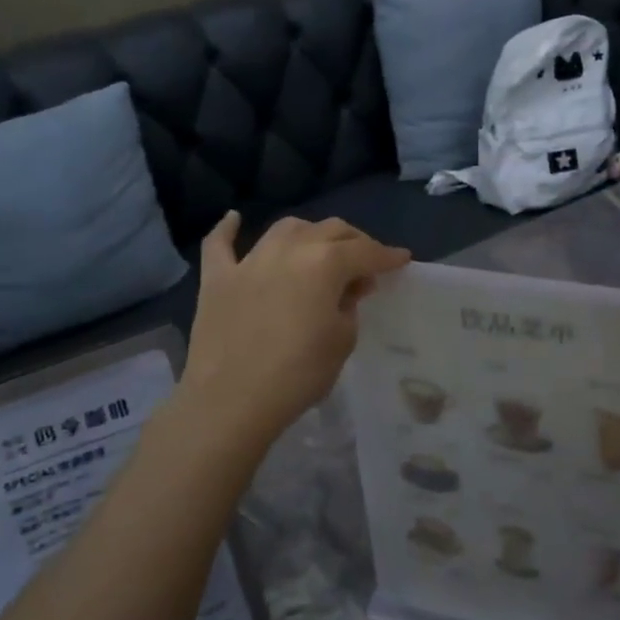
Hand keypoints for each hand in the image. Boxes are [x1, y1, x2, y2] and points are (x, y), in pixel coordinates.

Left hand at [175, 212, 409, 454]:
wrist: (229, 401)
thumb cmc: (297, 375)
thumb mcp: (341, 342)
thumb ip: (349, 307)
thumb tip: (346, 290)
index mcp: (325, 263)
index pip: (366, 252)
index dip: (388, 255)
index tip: (402, 259)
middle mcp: (289, 250)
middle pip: (329, 230)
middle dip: (354, 241)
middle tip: (365, 261)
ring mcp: (249, 261)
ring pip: (285, 229)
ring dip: (309, 233)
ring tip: (318, 248)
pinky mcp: (217, 278)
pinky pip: (219, 244)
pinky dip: (227, 229)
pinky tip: (234, 219)